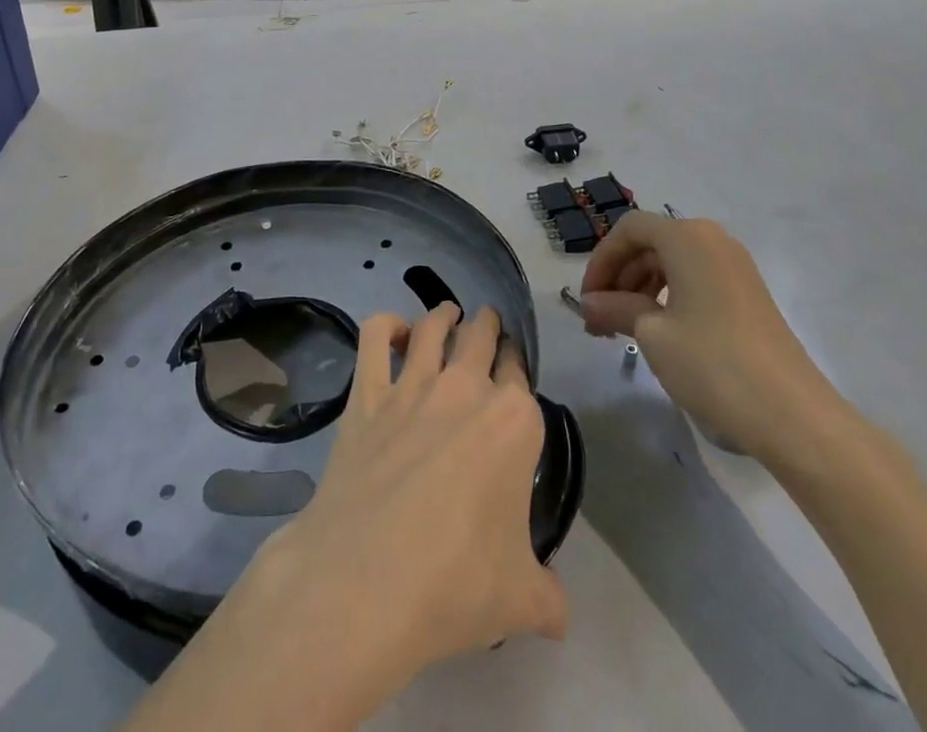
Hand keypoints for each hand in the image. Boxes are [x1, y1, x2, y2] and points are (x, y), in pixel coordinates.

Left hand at [124, 303, 565, 731]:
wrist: (367, 580)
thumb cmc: (456, 583)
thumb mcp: (521, 600)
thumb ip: (548, 596)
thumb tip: (558, 612)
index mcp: (514, 421)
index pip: (520, 374)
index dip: (516, 368)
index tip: (513, 370)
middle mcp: (466, 388)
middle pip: (482, 336)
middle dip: (488, 326)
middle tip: (487, 325)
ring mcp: (413, 385)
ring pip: (434, 326)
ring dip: (445, 315)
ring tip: (449, 314)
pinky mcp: (367, 392)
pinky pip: (375, 336)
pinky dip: (387, 324)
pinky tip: (394, 331)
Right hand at [578, 213, 845, 466]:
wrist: (794, 416)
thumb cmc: (713, 363)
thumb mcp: (652, 334)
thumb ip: (615, 308)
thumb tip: (589, 304)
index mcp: (687, 237)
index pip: (629, 230)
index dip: (601, 260)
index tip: (586, 300)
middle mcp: (712, 240)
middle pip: (650, 244)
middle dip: (619, 278)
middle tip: (599, 319)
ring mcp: (735, 267)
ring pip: (671, 263)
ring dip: (640, 290)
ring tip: (622, 330)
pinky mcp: (748, 294)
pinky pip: (695, 280)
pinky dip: (668, 298)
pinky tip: (657, 332)